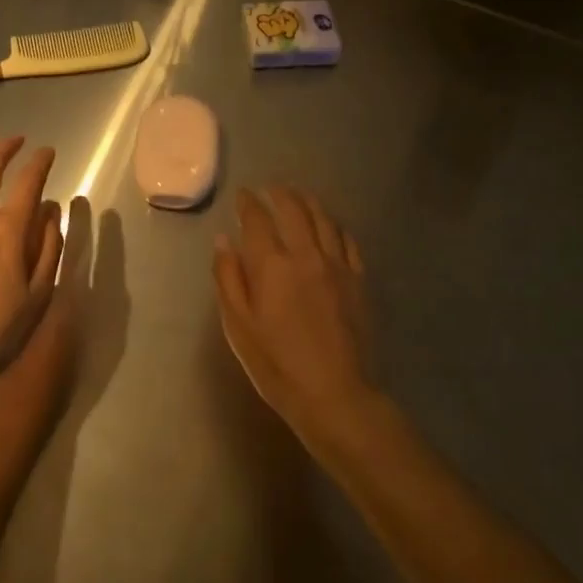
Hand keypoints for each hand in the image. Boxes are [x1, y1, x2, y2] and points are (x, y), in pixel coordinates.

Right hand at [213, 186, 375, 435]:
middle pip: (294, 209)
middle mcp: (306, 254)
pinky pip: (348, 240)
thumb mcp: (238, 325)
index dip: (248, 203)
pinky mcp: (358, 279)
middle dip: (280, 194)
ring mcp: (337, 265)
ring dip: (308, 202)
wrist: (334, 393)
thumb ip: (228, 278)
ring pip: (323, 219)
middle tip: (270, 189)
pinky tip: (330, 226)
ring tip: (299, 196)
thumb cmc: (276, 364)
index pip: (257, 219)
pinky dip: (335, 226)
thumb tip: (224, 240)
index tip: (243, 195)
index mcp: (272, 265)